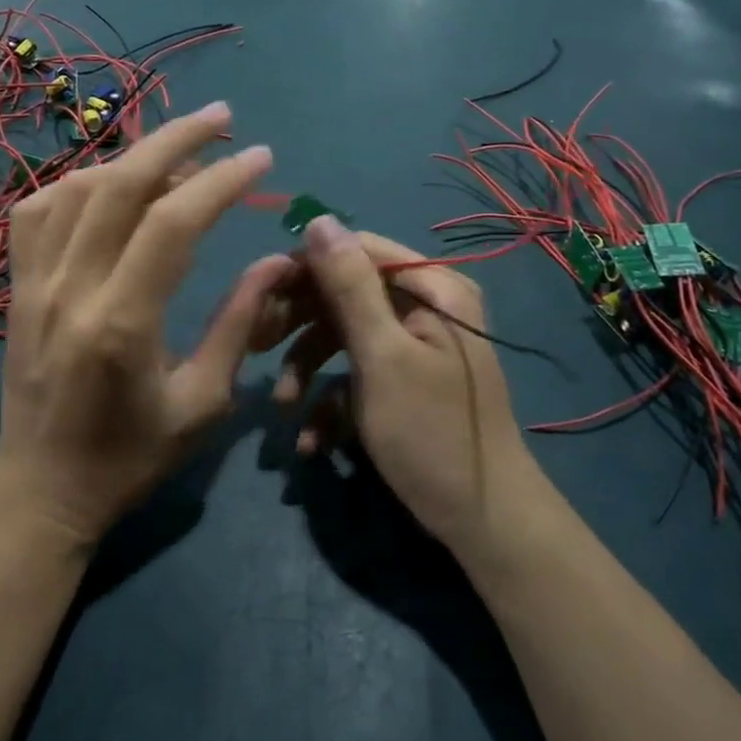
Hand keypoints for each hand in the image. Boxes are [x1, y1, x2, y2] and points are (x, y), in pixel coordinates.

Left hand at [0, 104, 292, 548]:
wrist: (40, 491)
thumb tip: (277, 262)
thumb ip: (238, 325)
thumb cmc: (130, 458)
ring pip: (76, 188)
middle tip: (222, 117)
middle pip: (121, 185)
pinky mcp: (15, 288)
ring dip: (130, 157)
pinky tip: (107, 184)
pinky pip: (36, 212)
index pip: (174, 223)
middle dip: (177, 140)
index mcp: (122, 322)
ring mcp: (33, 284)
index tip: (261, 157)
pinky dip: (76, 183)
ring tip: (176, 152)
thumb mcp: (202, 404)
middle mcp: (71, 289)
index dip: (221, 181)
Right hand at [258, 220, 540, 557]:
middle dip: (300, 324)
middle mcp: (425, 304)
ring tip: (282, 408)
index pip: (357, 249)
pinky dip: (331, 401)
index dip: (306, 265)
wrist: (482, 521)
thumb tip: (319, 219)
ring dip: (308, 369)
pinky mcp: (401, 380)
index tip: (259, 293)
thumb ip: (349, 287)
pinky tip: (311, 440)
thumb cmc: (431, 433)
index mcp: (432, 287)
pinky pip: (356, 372)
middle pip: (345, 293)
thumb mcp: (382, 357)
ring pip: (343, 335)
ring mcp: (413, 344)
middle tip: (258, 346)